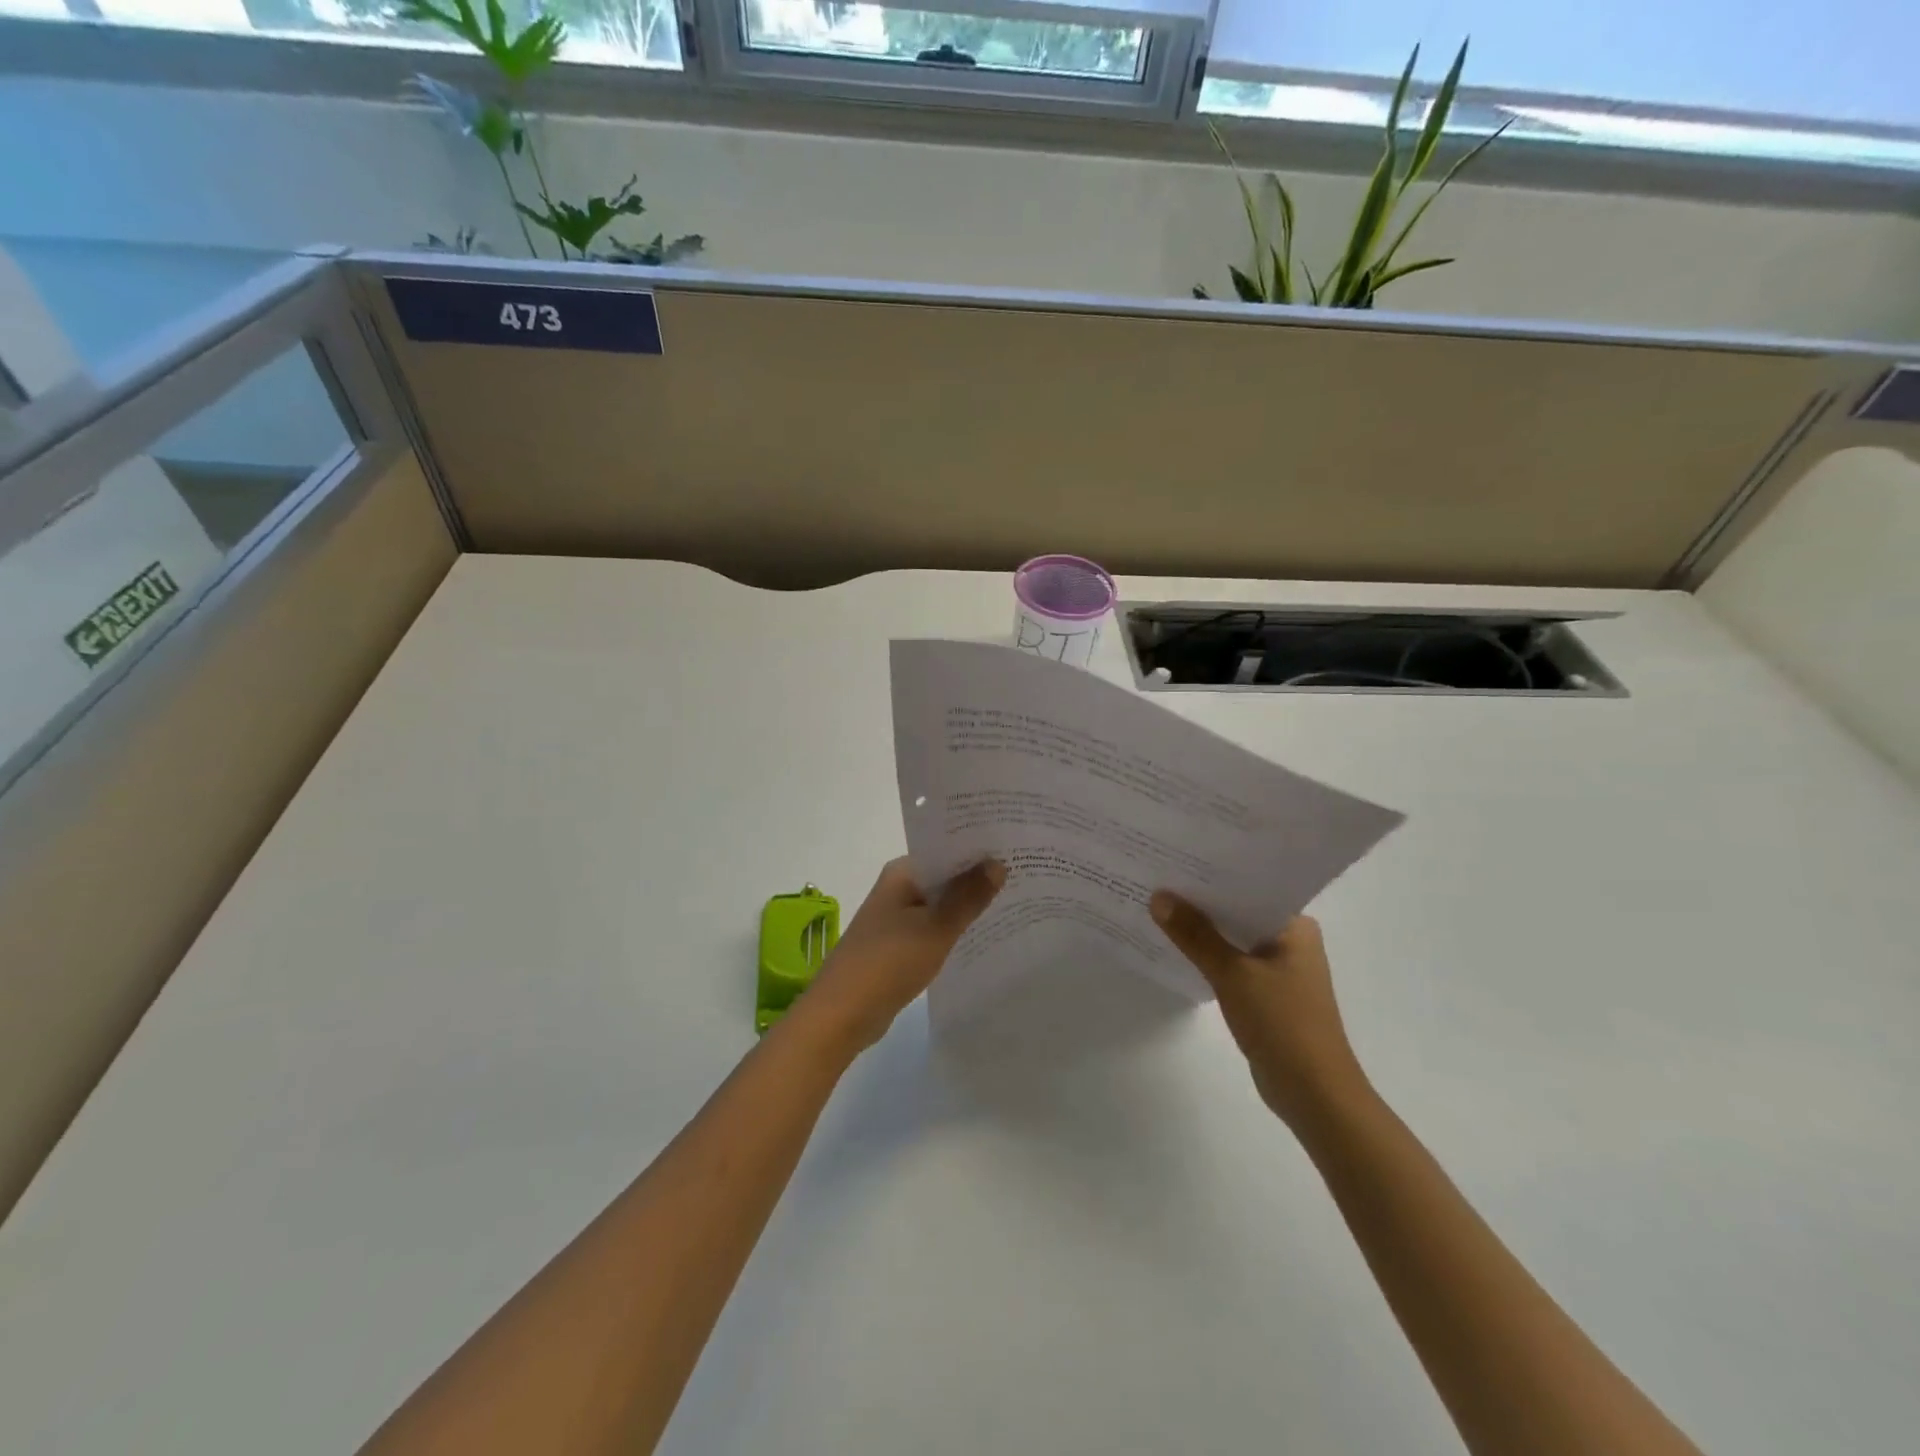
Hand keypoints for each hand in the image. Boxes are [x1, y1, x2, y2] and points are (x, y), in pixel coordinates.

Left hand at [797, 857, 1005, 1055]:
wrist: (841, 1015)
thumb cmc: (889, 962)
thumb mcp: (936, 928)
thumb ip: (968, 896)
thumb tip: (997, 862)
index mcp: (902, 873)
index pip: (946, 848)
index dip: (979, 848)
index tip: (1015, 848)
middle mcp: (897, 888)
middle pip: (944, 875)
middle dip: (978, 877)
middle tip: (1023, 874)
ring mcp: (895, 917)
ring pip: (940, 903)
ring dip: (968, 904)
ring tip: (1014, 901)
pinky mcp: (897, 944)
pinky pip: (932, 927)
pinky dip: (953, 928)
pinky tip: (983, 935)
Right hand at [1150, 893, 1368, 1128]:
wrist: (1314, 1093)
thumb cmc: (1282, 1023)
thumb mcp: (1232, 974)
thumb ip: (1194, 935)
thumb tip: (1159, 897)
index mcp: (1295, 926)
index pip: (1250, 886)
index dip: (1212, 874)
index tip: (1175, 860)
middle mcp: (1291, 940)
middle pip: (1238, 911)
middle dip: (1201, 900)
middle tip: (1157, 878)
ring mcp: (1280, 968)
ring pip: (1233, 938)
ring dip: (1203, 930)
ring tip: (1158, 907)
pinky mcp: (1267, 993)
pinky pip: (1232, 962)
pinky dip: (1209, 956)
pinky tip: (1176, 948)